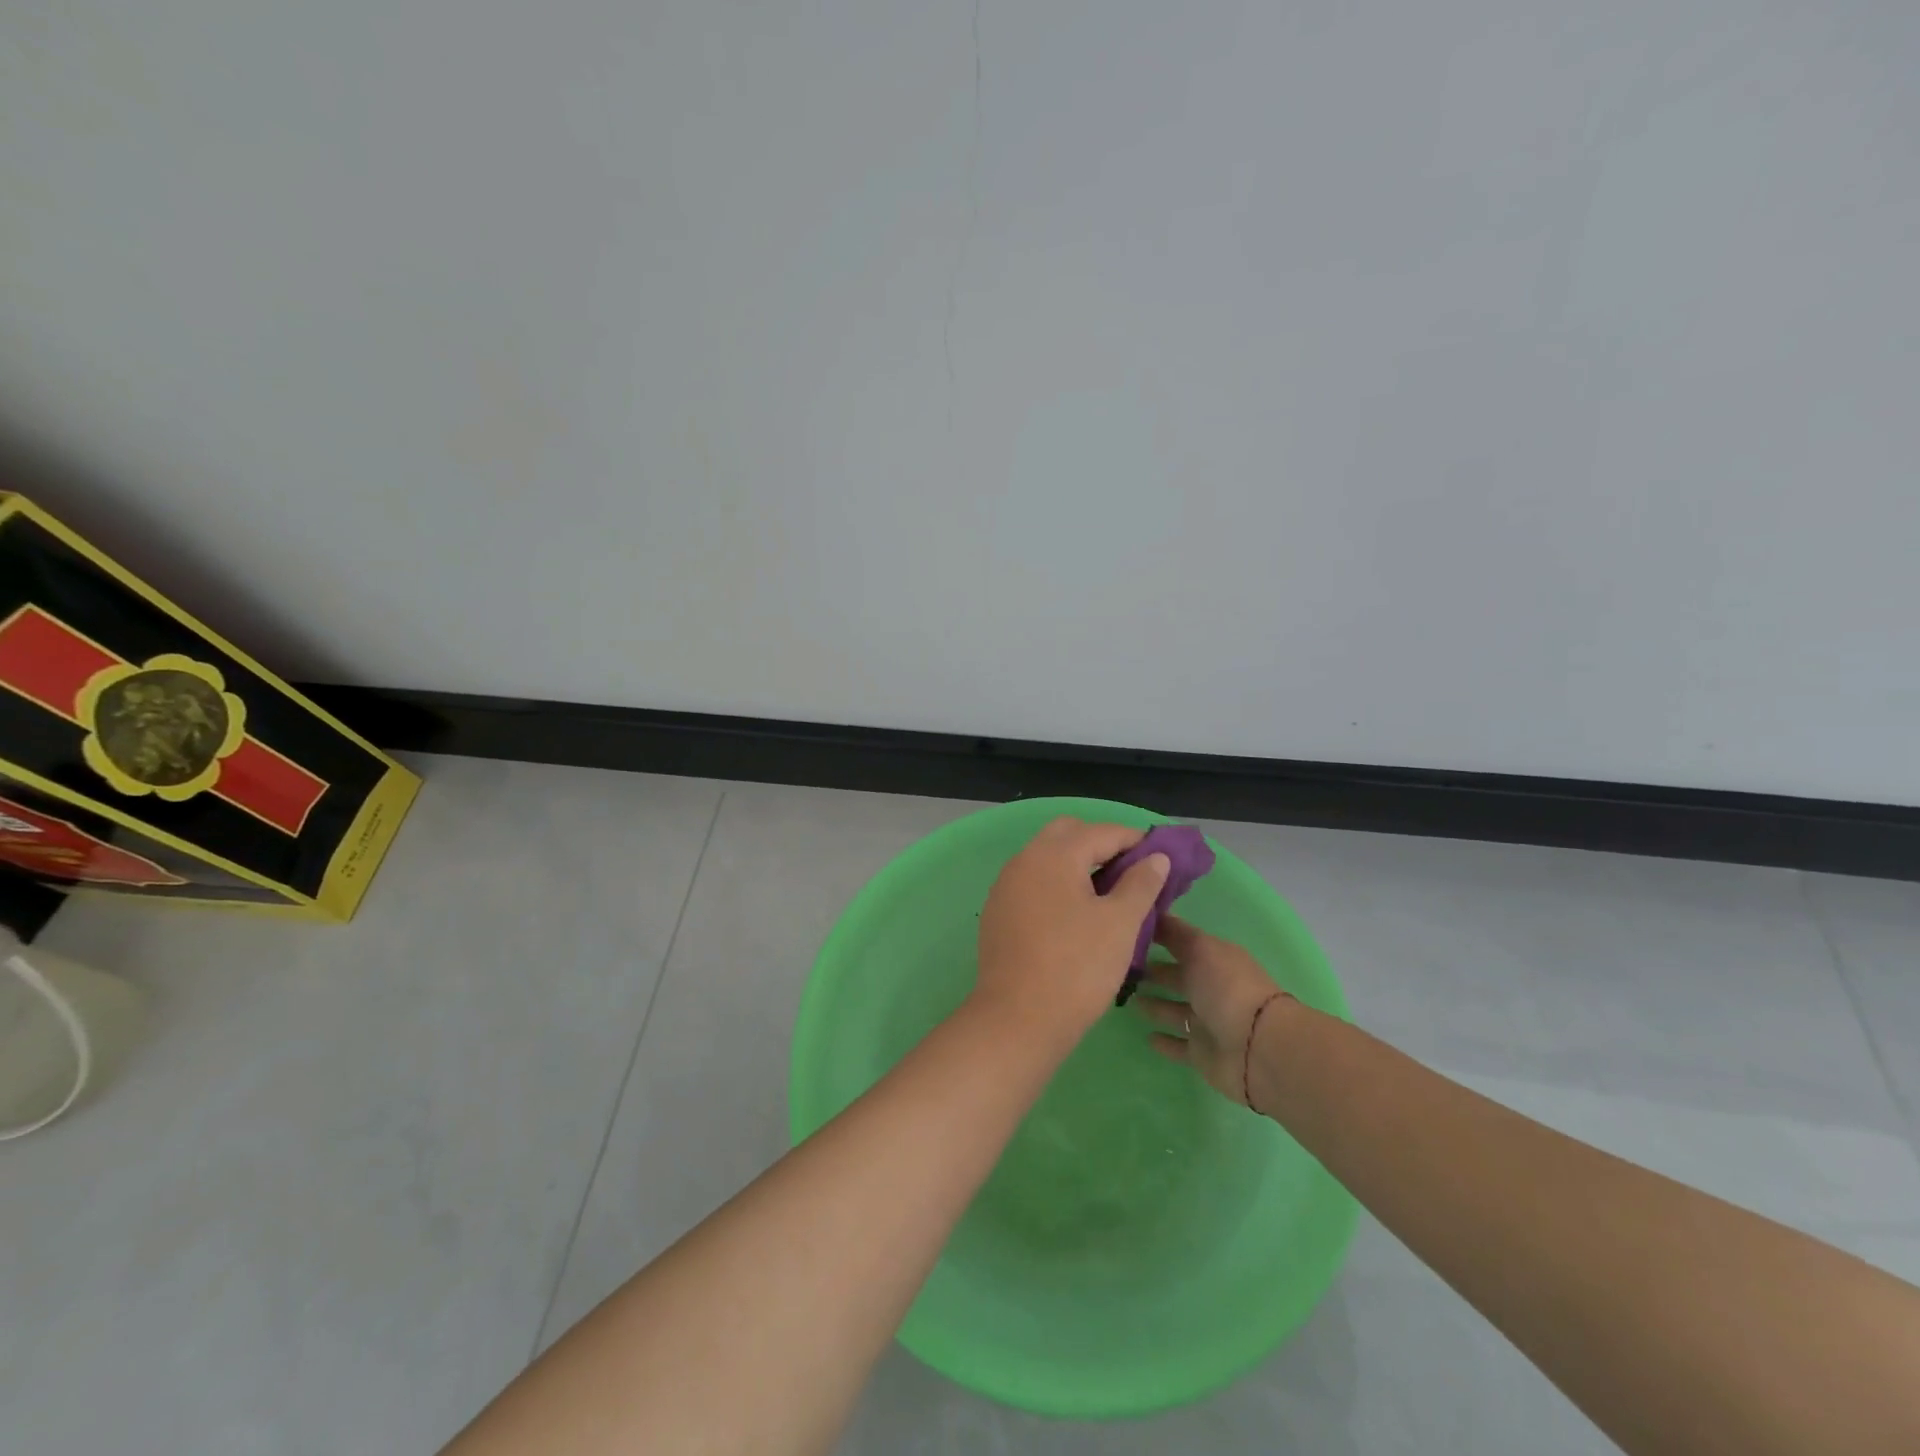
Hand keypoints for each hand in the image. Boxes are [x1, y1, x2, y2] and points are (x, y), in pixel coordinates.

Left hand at [972, 817, 1170, 1047]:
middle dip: (1101, 845)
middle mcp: (1024, 860)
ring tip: (1108, 895)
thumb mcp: (1121, 924)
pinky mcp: (998, 912)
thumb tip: (1155, 857)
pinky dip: (1057, 885)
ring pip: (1046, 858)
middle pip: (1068, 834)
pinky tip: (1076, 915)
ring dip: (1077, 864)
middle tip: (1131, 873)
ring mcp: (1005, 886)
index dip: (1135, 840)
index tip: (1161, 858)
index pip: (1101, 831)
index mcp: (1054, 855)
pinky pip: (1033, 883)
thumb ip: (1141, 884)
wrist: (1017, 1019)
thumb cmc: (1076, 968)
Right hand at [1133, 914, 1288, 1104]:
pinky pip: (1179, 1045)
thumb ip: (1175, 933)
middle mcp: (1213, 989)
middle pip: (1178, 978)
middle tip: (1121, 969)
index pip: (1183, 943)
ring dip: (1155, 1005)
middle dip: (1154, 972)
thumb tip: (1152, 912)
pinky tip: (1146, 1037)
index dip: (1159, 937)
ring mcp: (1208, 1023)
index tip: (1128, 932)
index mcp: (1216, 960)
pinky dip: (1165, 1042)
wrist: (1258, 1048)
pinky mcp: (1203, 1054)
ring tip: (1128, 999)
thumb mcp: (1200, 949)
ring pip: (1175, 1011)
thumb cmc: (1227, 989)